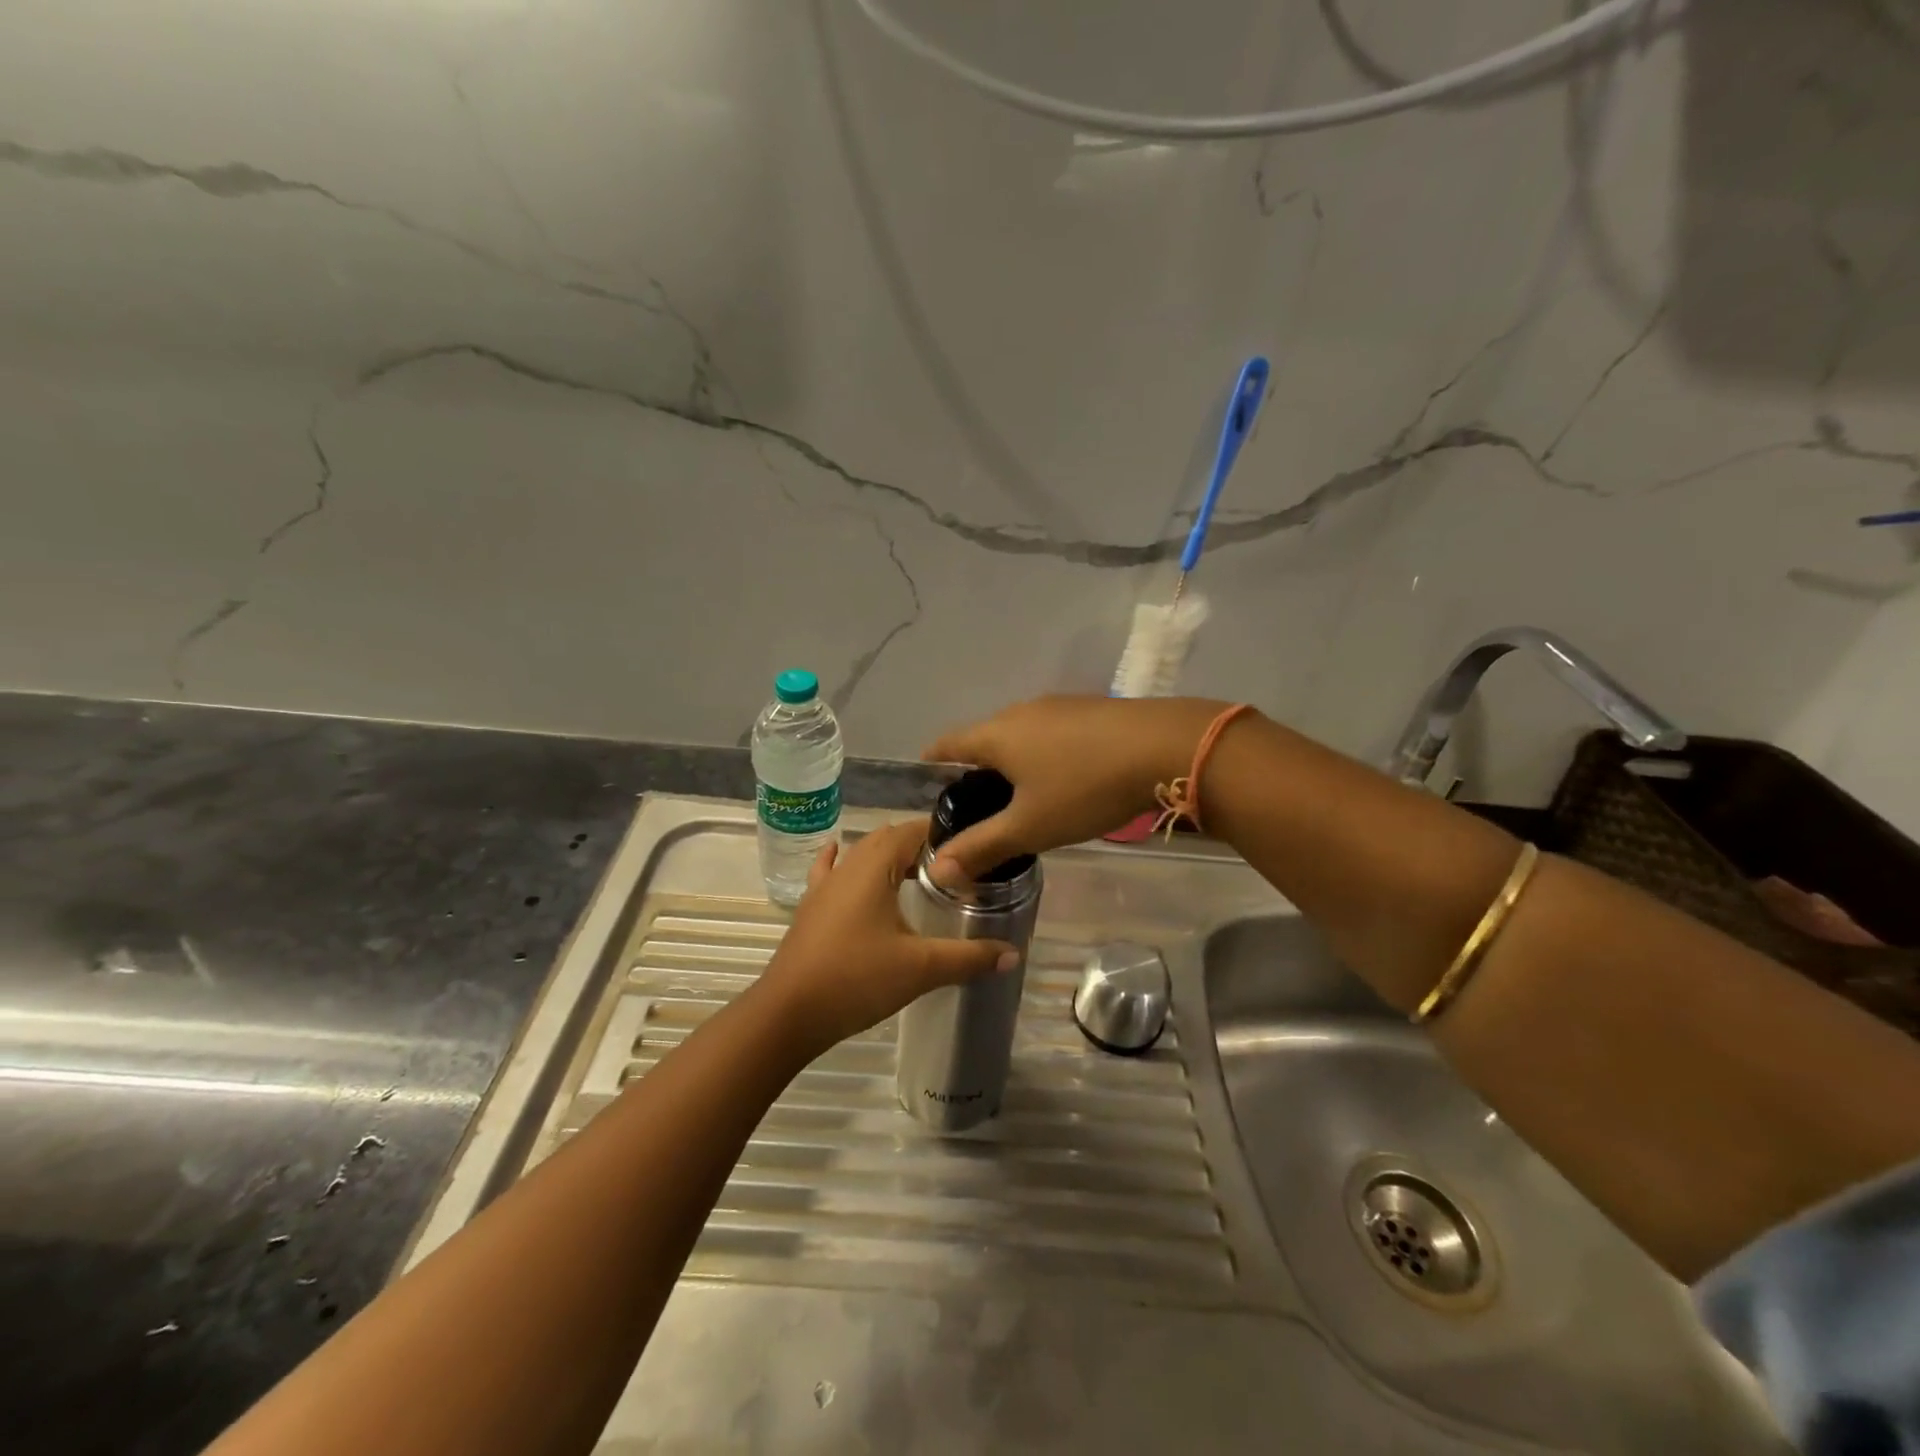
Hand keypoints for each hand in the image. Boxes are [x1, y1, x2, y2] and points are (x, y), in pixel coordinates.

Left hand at [751, 818, 1016, 1058]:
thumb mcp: (920, 968)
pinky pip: (831, 872)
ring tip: (919, 873)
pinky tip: (840, 854)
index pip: (913, 830)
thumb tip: (1013, 955)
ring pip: (862, 855)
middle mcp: (848, 865)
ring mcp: (824, 886)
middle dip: (921, 846)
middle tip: (955, 868)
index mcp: (873, 866)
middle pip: (888, 839)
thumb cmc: (856, 979)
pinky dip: (844, 861)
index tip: (972, 849)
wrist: (787, 1014)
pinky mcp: (811, 908)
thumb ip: (968, 958)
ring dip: (889, 857)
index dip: (943, 834)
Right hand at [921, 694, 1227, 883]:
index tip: (927, 785)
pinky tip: (1063, 778)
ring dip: (1013, 761)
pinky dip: (1043, 754)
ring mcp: (1059, 706)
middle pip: (984, 738)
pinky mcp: (1090, 710)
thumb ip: (982, 847)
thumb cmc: (1086, 787)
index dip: (932, 763)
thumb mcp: (1031, 826)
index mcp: (996, 735)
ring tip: (1019, 796)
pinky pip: (1051, 732)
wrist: (1166, 746)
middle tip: (976, 807)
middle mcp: (1021, 711)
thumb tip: (937, 870)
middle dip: (975, 768)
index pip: (947, 744)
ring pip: (1020, 734)